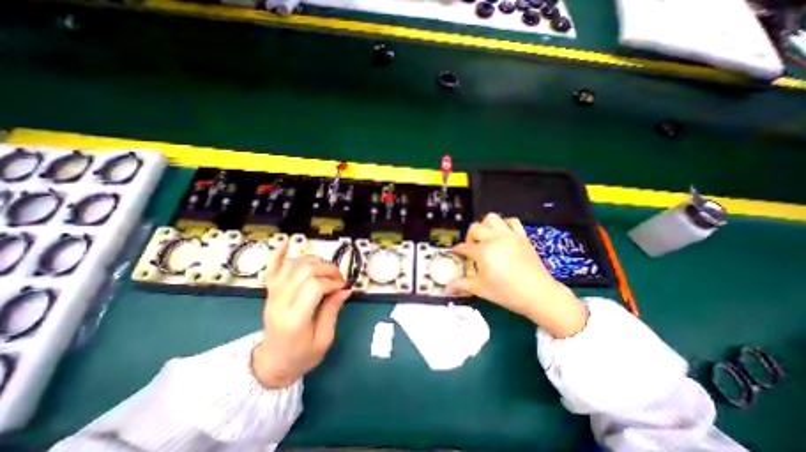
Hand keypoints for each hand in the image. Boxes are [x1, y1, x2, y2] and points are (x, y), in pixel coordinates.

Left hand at [252, 239, 351, 389]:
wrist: (271, 364)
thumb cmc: (300, 356)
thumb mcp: (324, 339)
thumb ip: (333, 310)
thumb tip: (345, 289)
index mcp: (295, 319)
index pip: (315, 286)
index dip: (332, 282)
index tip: (343, 287)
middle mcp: (280, 303)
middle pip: (304, 270)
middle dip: (327, 269)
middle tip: (338, 278)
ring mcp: (272, 295)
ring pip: (292, 265)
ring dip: (313, 261)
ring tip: (325, 270)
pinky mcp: (269, 292)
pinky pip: (272, 268)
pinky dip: (279, 253)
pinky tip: (287, 241)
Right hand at [450, 213, 589, 336]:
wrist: (539, 294)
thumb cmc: (507, 292)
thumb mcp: (481, 289)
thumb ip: (461, 285)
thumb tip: (446, 288)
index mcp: (483, 252)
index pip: (464, 247)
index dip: (458, 250)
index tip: (456, 252)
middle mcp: (494, 239)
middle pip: (475, 228)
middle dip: (469, 236)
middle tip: (472, 247)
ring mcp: (509, 235)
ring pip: (492, 218)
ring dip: (485, 225)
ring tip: (486, 237)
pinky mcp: (522, 236)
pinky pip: (512, 221)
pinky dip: (505, 224)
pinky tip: (503, 234)